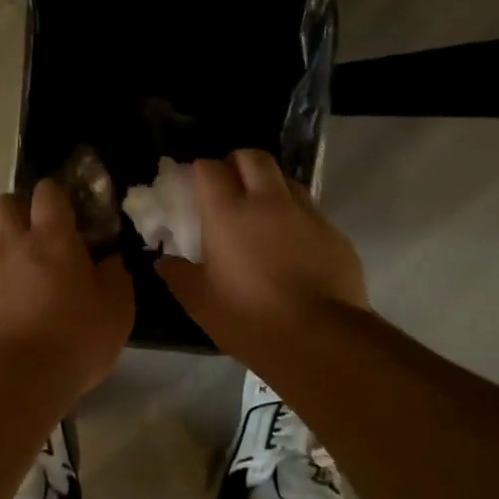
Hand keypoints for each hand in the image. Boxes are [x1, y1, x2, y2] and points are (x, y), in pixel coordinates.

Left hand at [0, 179, 134, 395]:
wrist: (11, 381)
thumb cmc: (73, 342)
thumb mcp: (117, 312)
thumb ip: (116, 277)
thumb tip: (110, 260)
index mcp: (51, 239)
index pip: (48, 192)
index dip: (55, 197)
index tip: (65, 214)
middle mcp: (8, 243)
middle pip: (3, 203)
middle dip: (16, 213)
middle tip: (32, 240)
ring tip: (6, 275)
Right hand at [155, 150, 369, 362]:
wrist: (321, 340)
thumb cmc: (250, 319)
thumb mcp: (200, 303)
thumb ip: (178, 275)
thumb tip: (163, 261)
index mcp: (228, 213)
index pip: (209, 168)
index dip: (201, 172)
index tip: (196, 190)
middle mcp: (268, 202)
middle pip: (252, 157)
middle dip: (237, 164)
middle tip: (229, 189)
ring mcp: (307, 214)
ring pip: (286, 179)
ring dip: (270, 187)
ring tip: (262, 215)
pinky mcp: (335, 233)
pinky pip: (311, 211)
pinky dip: (296, 217)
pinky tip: (292, 246)